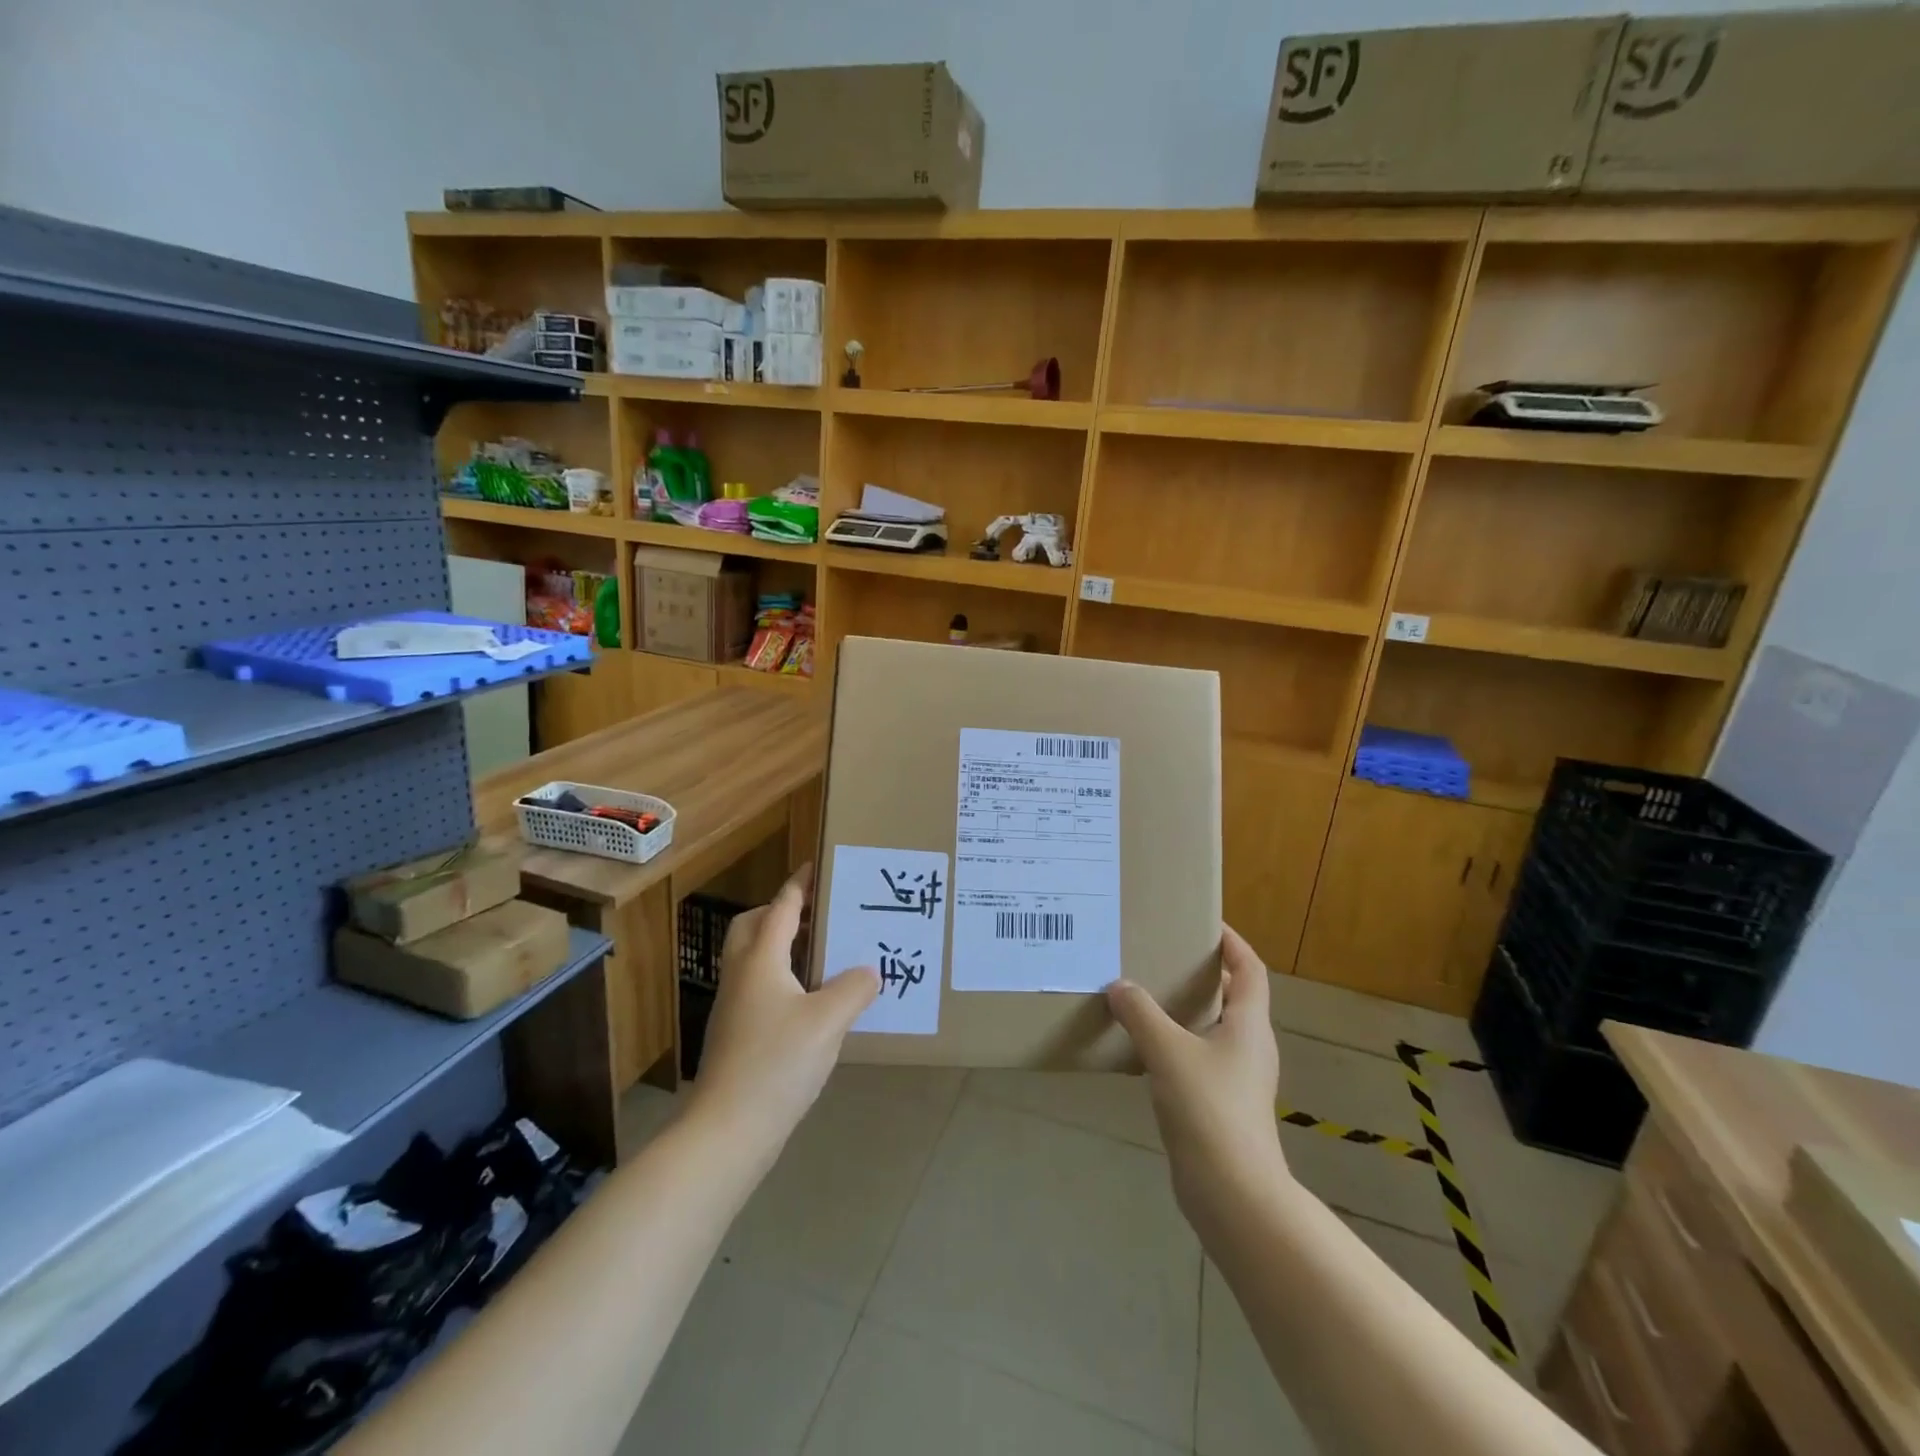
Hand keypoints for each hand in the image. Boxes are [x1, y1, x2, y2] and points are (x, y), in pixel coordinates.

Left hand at [689, 866, 879, 1159]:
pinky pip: (761, 988)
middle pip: (755, 927)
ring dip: (785, 947)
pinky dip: (785, 980)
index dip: (800, 884)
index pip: (782, 907)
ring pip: (756, 959)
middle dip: (783, 913)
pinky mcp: (738, 1035)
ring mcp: (735, 1007)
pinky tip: (814, 1002)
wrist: (728, 1130)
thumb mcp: (828, 1020)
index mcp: (761, 959)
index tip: (818, 866)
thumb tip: (869, 972)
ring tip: (826, 954)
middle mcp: (742, 975)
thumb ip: (854, 988)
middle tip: (819, 915)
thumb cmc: (777, 1062)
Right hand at [1106, 926, 1287, 1219]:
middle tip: (1165, 955)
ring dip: (1188, 1009)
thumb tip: (1119, 986)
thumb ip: (1141, 1014)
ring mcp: (1238, 1078)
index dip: (1233, 943)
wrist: (1233, 1192)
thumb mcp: (1168, 1051)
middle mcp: (1250, 1046)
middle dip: (1204, 974)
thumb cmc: (1209, 1109)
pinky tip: (1145, 1047)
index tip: (1204, 924)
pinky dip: (1178, 1042)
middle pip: (1234, 996)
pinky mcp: (1222, 1104)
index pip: (1250, 969)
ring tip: (1149, 994)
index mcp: (1249, 1024)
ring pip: (1215, 1028)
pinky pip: (1200, 1057)